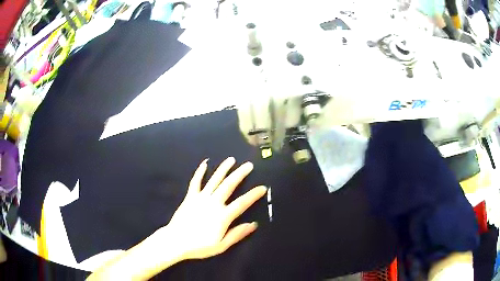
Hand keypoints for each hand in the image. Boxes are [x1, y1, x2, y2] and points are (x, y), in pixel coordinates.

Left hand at [165, 157, 266, 259]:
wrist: (176, 241)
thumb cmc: (200, 246)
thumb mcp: (221, 245)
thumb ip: (237, 234)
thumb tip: (253, 224)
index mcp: (223, 216)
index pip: (242, 203)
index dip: (253, 195)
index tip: (262, 187)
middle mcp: (213, 203)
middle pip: (229, 185)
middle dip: (240, 174)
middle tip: (248, 165)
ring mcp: (201, 198)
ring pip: (214, 180)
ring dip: (223, 169)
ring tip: (231, 159)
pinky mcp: (190, 197)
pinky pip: (196, 182)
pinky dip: (200, 172)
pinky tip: (204, 163)